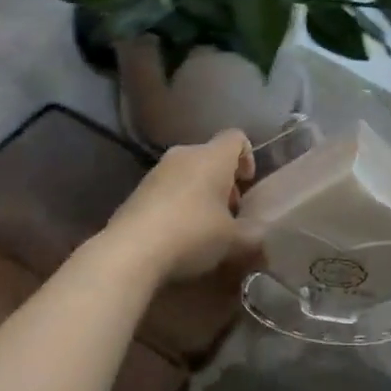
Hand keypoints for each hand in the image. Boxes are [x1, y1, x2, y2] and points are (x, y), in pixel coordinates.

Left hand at [101, 129, 260, 283]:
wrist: (130, 252)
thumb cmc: (192, 234)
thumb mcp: (233, 241)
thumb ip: (253, 235)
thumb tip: (260, 236)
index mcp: (212, 157)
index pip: (236, 137)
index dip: (247, 156)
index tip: (247, 184)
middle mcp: (184, 155)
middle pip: (211, 157)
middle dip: (223, 182)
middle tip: (229, 213)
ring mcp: (156, 172)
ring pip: (187, 173)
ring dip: (200, 194)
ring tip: (204, 228)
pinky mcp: (137, 192)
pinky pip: (166, 190)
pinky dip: (177, 204)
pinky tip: (177, 235)